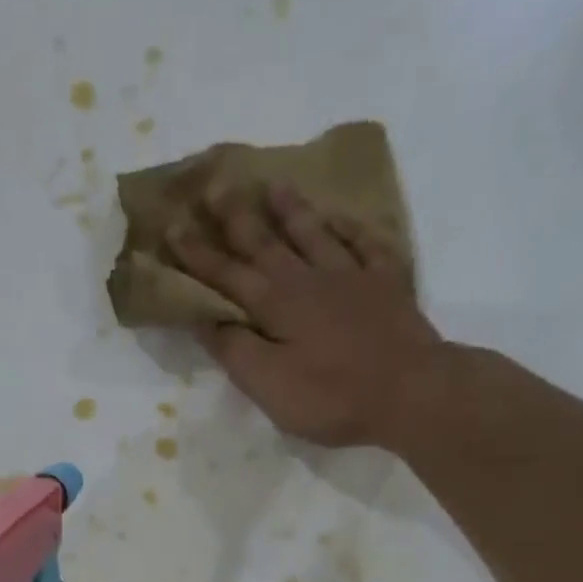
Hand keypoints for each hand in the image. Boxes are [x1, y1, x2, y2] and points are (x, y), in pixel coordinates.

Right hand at [166, 183, 455, 448]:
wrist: (410, 392)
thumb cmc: (331, 396)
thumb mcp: (269, 385)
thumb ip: (236, 350)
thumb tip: (206, 318)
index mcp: (276, 305)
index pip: (227, 275)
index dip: (197, 254)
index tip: (172, 226)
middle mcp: (309, 280)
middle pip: (266, 243)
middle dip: (236, 217)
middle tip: (215, 185)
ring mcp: (351, 277)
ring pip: (314, 234)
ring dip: (291, 210)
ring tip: (274, 185)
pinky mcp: (387, 285)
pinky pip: (366, 244)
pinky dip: (350, 227)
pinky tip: (341, 217)